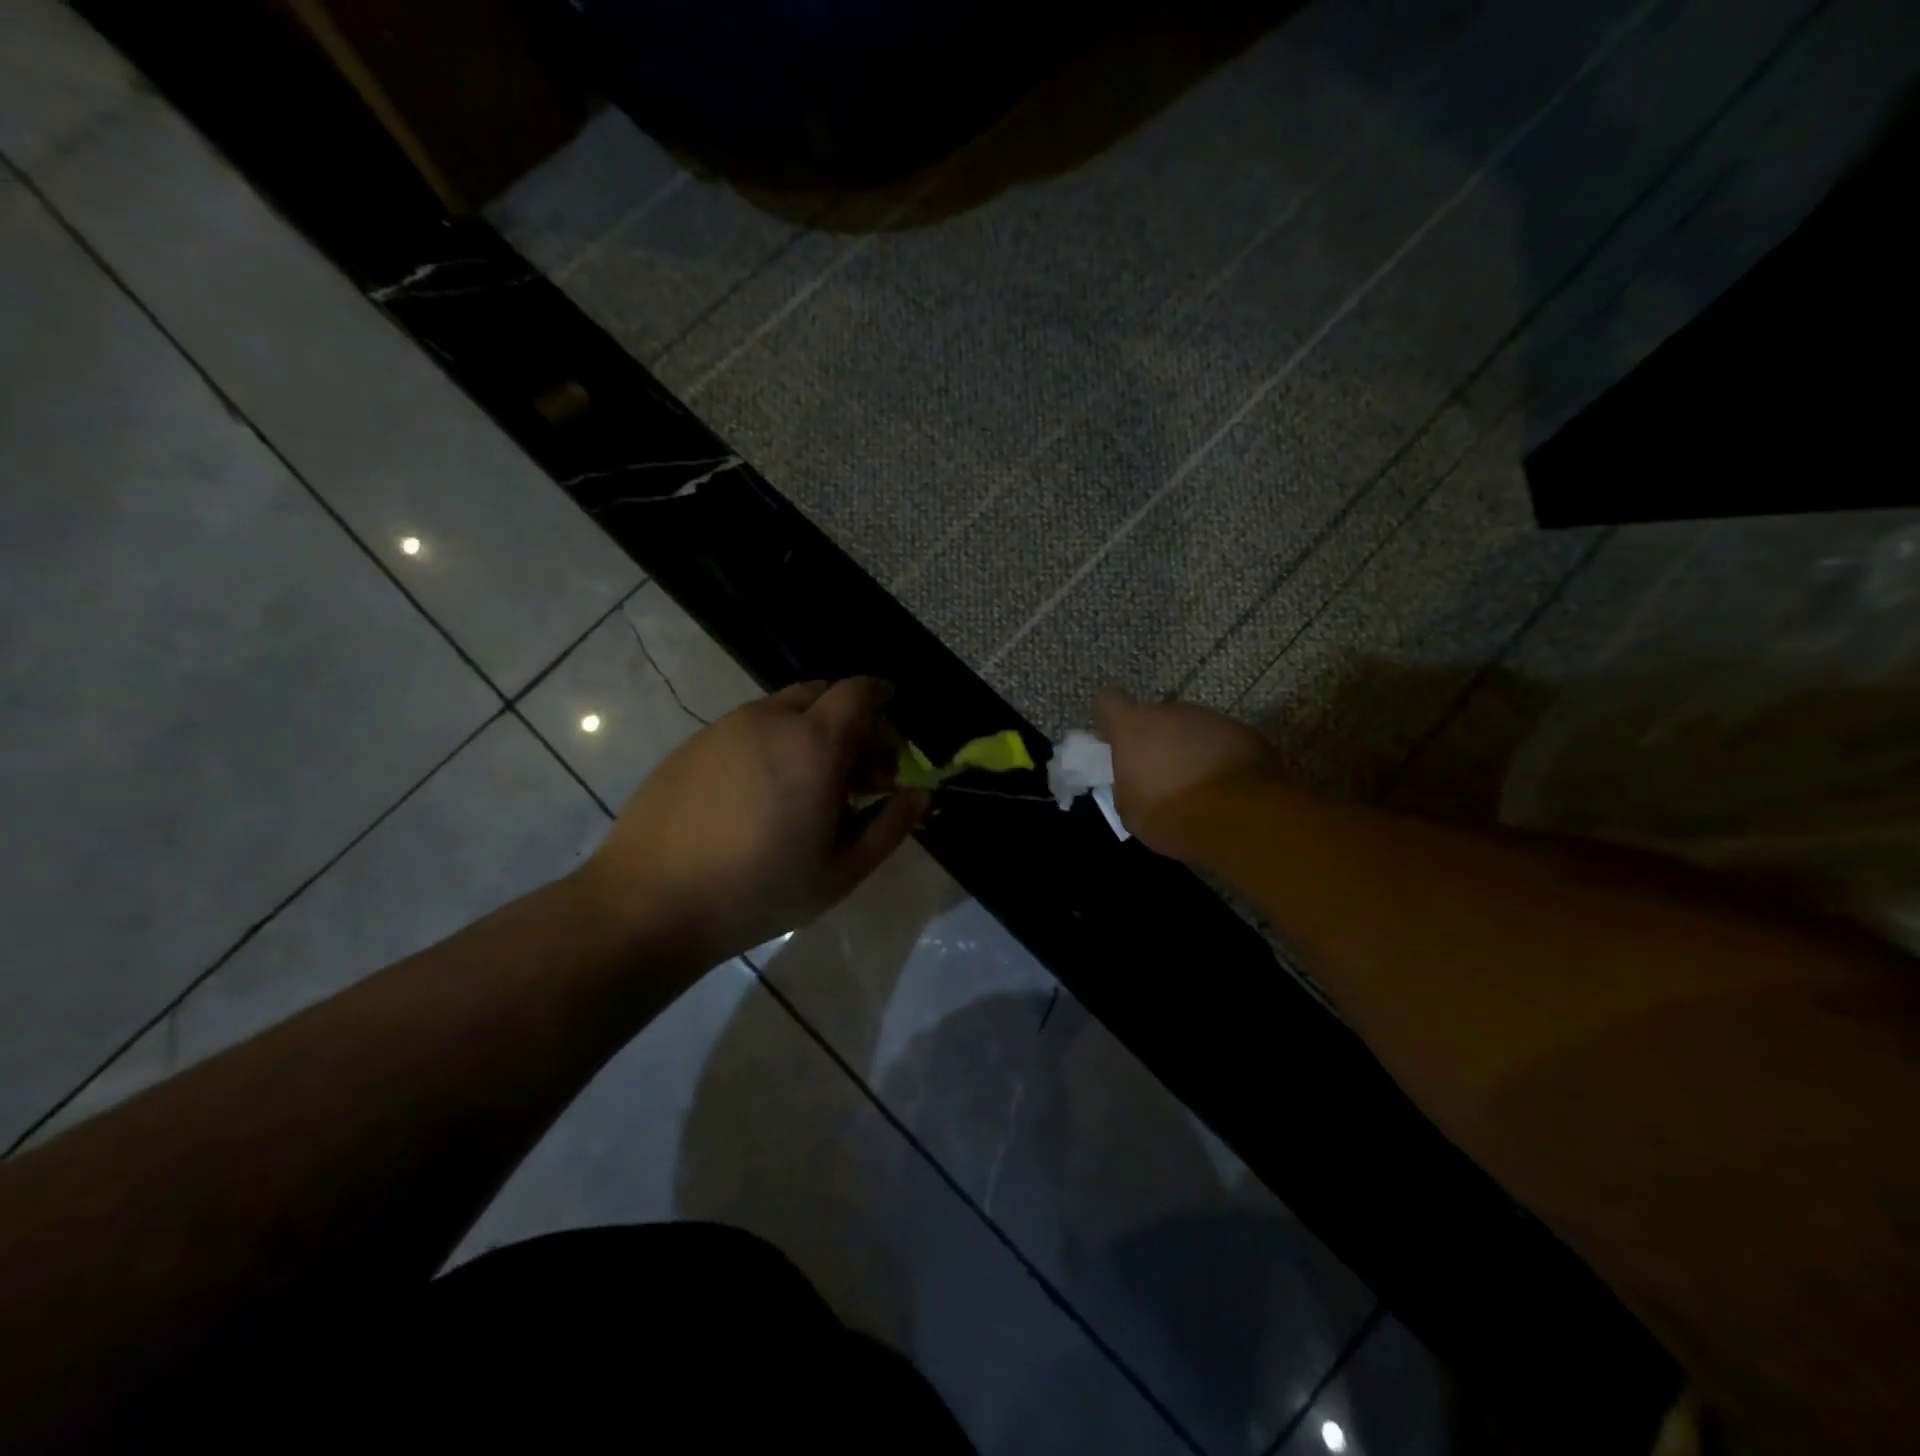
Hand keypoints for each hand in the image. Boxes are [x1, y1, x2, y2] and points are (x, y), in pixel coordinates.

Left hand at [576, 678, 928, 965]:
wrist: (650, 902)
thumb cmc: (760, 890)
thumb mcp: (842, 871)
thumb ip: (890, 825)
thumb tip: (918, 794)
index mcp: (814, 743)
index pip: (861, 691)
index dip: (883, 700)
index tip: (892, 735)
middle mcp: (770, 719)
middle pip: (824, 694)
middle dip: (851, 721)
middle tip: (855, 772)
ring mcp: (726, 727)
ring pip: (783, 709)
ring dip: (809, 732)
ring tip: (807, 788)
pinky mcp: (694, 743)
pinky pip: (748, 727)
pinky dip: (772, 743)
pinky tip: (761, 795)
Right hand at [1094, 686, 1280, 858]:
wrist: (1239, 817)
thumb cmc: (1170, 814)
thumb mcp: (1130, 809)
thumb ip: (1127, 783)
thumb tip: (1134, 779)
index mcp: (1132, 726)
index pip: (1109, 701)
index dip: (1109, 717)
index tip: (1113, 737)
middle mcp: (1170, 712)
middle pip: (1154, 717)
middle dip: (1155, 739)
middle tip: (1159, 772)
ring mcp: (1210, 718)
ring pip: (1189, 728)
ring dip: (1188, 748)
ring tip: (1195, 782)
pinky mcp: (1243, 731)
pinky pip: (1220, 740)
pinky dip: (1217, 756)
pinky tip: (1223, 786)